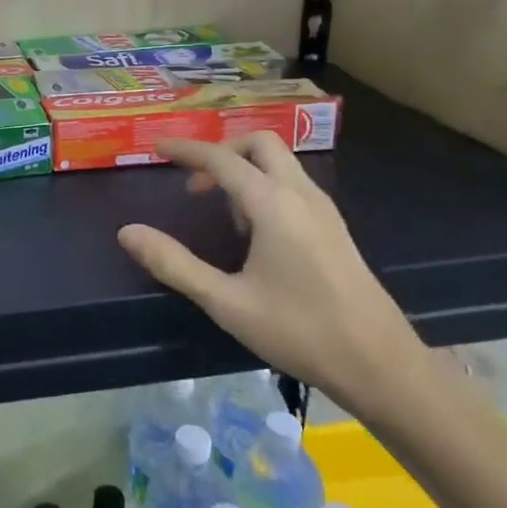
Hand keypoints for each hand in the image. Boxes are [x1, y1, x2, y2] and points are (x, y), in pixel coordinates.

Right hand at [117, 132, 418, 413]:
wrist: (379, 363)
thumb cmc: (298, 330)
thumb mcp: (226, 301)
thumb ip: (174, 264)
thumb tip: (127, 232)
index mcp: (273, 204)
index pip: (222, 159)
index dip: (186, 150)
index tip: (156, 148)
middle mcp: (301, 194)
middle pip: (259, 144)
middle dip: (222, 152)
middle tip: (194, 184)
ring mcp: (323, 209)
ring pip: (280, 163)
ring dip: (245, 171)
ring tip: (221, 214)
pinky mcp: (334, 228)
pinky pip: (293, 185)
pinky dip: (265, 187)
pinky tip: (255, 233)